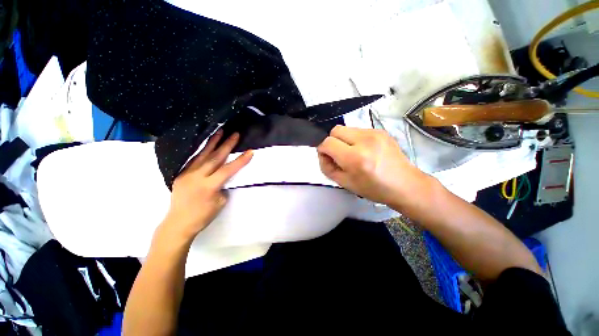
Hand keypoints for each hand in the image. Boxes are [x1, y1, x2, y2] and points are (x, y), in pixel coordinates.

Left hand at [161, 130, 252, 241]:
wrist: (178, 223)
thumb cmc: (203, 216)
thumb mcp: (220, 202)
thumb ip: (223, 186)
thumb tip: (223, 176)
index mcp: (209, 186)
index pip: (228, 170)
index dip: (240, 160)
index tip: (250, 152)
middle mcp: (197, 177)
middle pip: (215, 158)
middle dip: (227, 145)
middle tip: (235, 134)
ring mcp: (187, 174)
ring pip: (202, 155)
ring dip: (212, 142)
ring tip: (219, 131)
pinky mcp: (181, 174)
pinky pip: (193, 159)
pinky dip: (201, 150)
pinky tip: (206, 144)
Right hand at [317, 126, 432, 210]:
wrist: (406, 185)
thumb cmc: (374, 189)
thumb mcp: (345, 183)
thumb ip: (327, 168)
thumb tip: (323, 154)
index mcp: (355, 158)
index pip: (328, 143)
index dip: (322, 150)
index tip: (327, 157)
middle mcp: (365, 140)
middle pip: (335, 130)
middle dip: (332, 142)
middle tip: (338, 155)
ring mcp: (375, 133)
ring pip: (346, 129)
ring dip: (344, 140)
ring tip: (353, 153)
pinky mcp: (381, 130)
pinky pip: (358, 130)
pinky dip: (354, 139)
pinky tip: (363, 150)